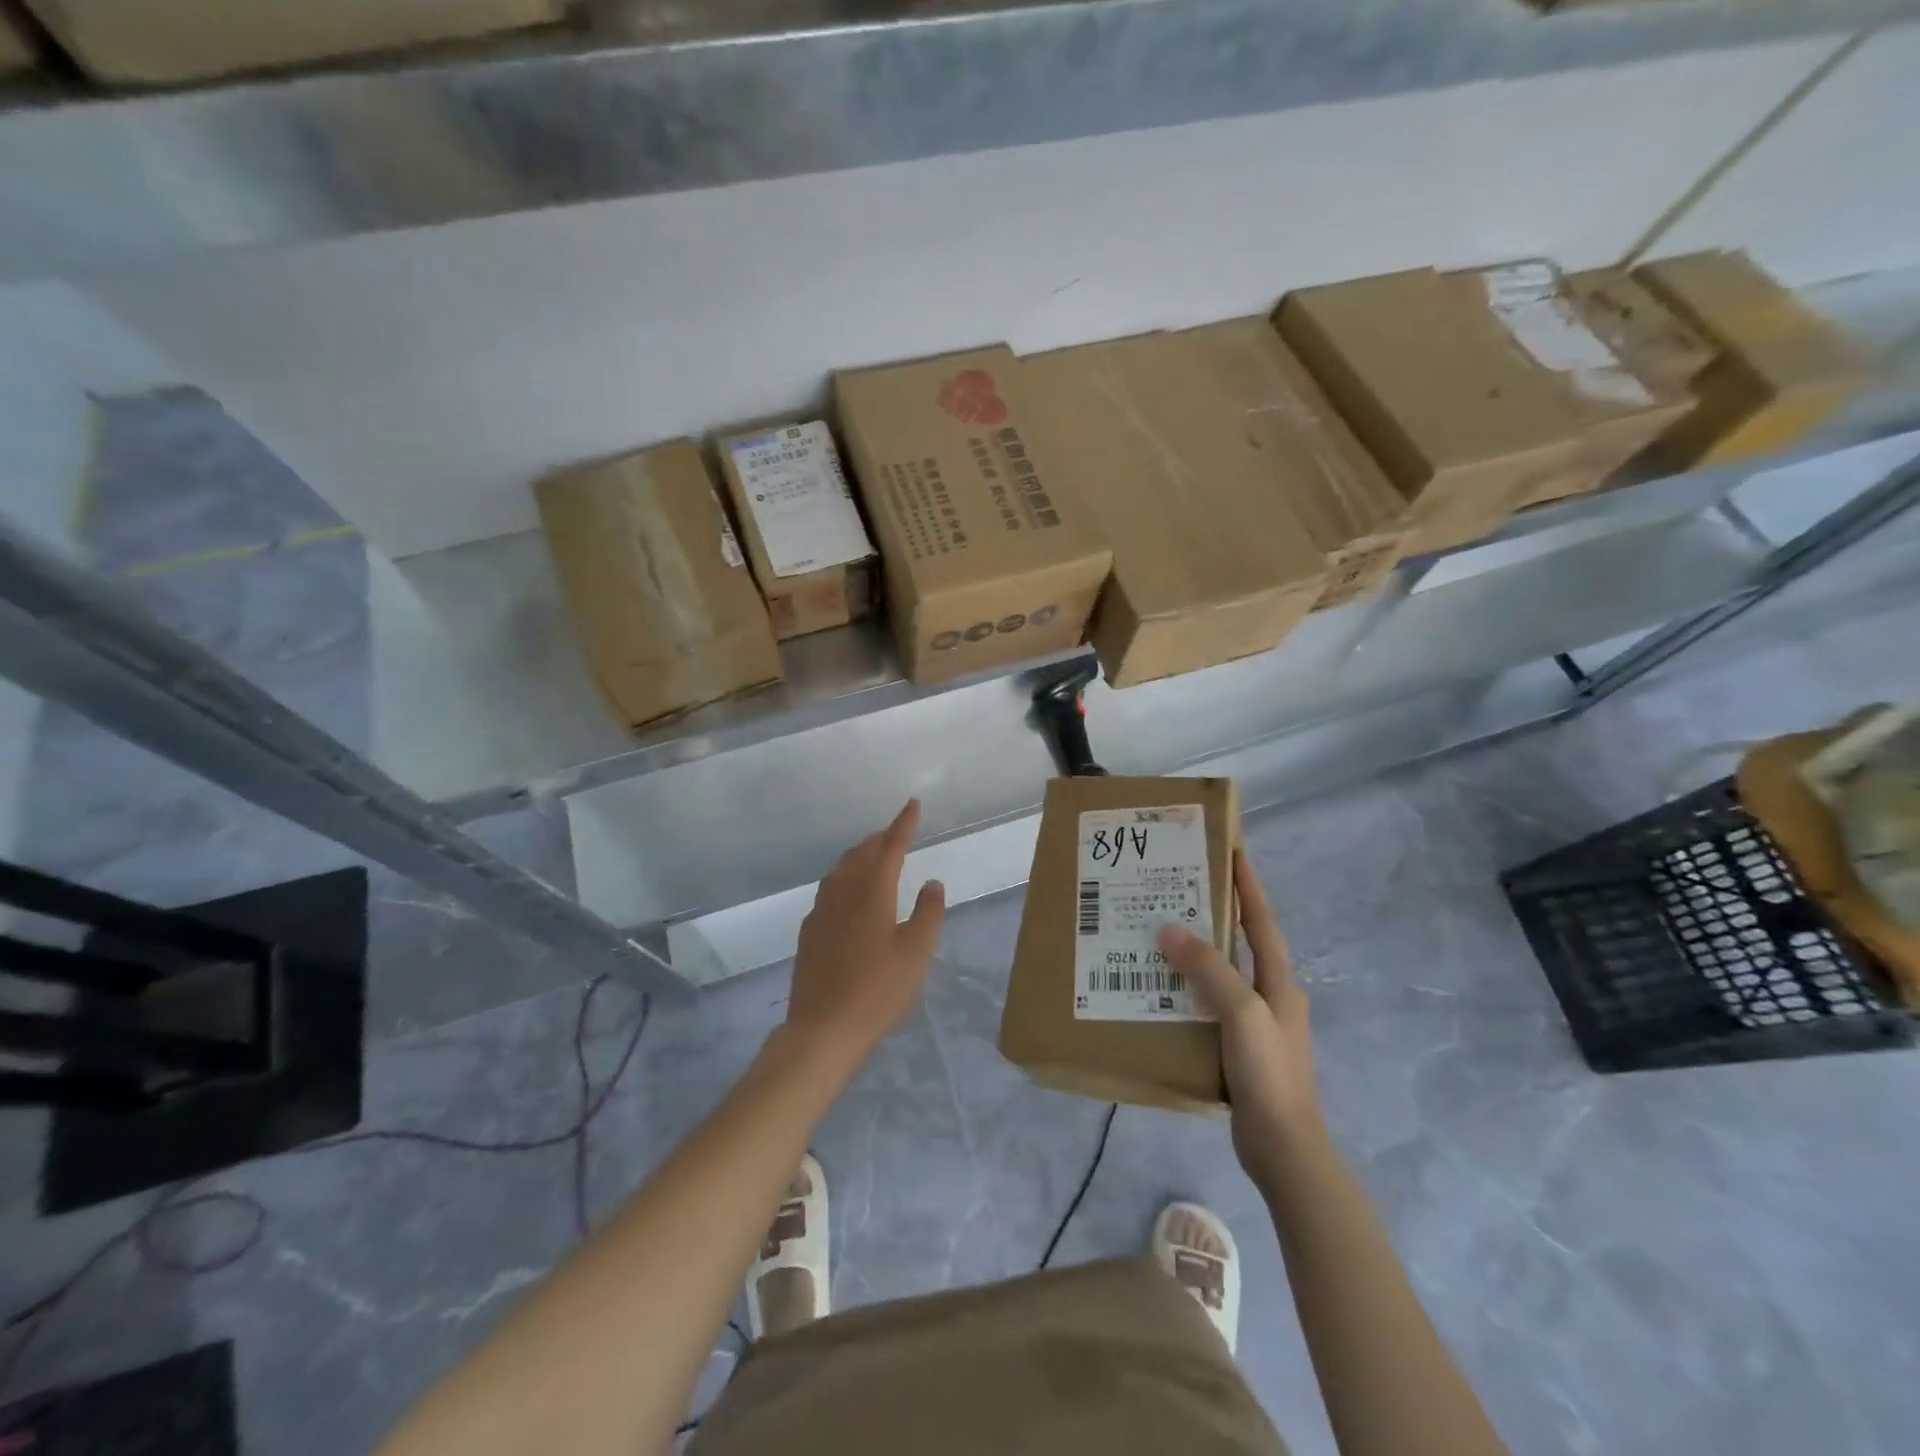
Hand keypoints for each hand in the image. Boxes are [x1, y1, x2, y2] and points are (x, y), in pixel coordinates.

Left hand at [785, 799, 945, 1068]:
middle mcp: (843, 892)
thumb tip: (931, 882)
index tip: (913, 804)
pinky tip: (848, 894)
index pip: (891, 847)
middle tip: (896, 832)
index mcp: (873, 892)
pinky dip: (844, 878)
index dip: (904, 824)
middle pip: (861, 852)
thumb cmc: (878, 990)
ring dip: (860, 855)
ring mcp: (821, 911)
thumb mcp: (916, 953)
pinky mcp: (809, 931)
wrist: (823, 1028)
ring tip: (874, 856)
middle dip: (881, 837)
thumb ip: (928, 913)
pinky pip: (829, 889)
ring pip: (841, 868)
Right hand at [1158, 851, 1322, 1190]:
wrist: (1284, 1149)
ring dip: (1193, 953)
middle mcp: (1268, 994)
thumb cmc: (1270, 1074)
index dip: (1247, 884)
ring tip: (1155, 932)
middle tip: (1175, 887)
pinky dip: (1185, 989)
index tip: (1231, 849)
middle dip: (1212, 913)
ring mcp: (1253, 1022)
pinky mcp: (1235, 1047)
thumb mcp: (1242, 1014)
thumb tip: (1169, 930)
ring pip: (1219, 974)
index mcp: (1278, 980)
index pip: (1260, 920)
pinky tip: (1156, 989)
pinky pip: (1206, 1004)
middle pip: (1238, 942)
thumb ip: (1209, 970)